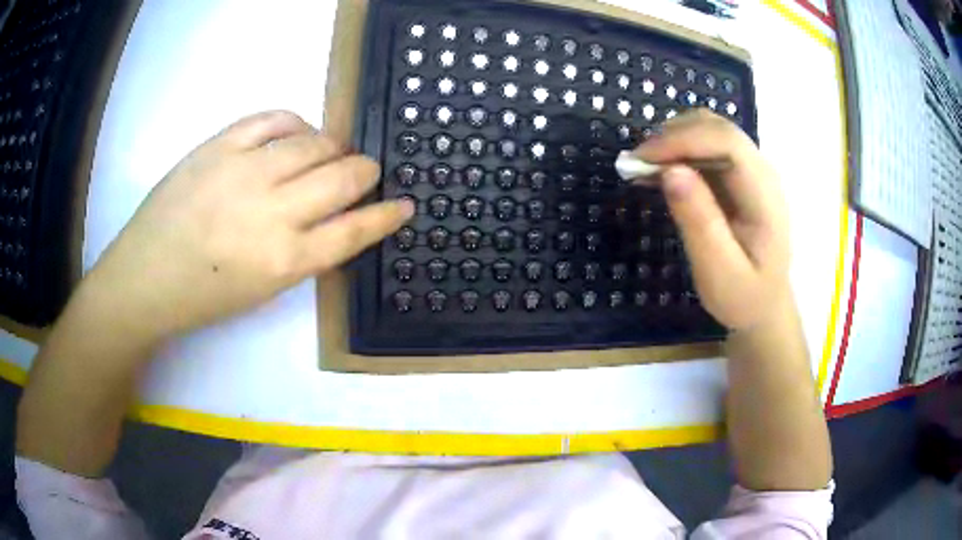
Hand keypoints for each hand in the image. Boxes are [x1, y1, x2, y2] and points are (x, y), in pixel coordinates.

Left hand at [84, 110, 412, 339]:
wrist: (145, 277)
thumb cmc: (204, 295)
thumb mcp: (264, 290)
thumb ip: (305, 252)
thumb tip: (337, 216)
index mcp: (284, 260)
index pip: (354, 230)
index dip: (386, 215)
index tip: (405, 204)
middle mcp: (271, 211)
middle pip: (342, 178)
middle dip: (365, 173)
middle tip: (365, 173)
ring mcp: (243, 171)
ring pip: (314, 142)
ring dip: (334, 146)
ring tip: (330, 152)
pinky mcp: (219, 145)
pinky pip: (273, 118)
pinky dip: (295, 121)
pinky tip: (298, 132)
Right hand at [636, 110, 790, 330]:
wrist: (764, 305)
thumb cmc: (743, 297)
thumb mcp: (719, 273)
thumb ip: (700, 223)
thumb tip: (670, 171)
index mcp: (765, 196)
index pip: (727, 142)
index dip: (683, 140)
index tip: (643, 159)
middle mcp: (762, 172)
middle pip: (717, 128)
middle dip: (673, 136)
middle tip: (637, 164)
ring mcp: (751, 170)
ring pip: (709, 130)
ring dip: (673, 140)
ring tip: (644, 168)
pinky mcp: (738, 175)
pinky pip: (706, 147)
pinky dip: (678, 151)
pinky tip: (658, 172)